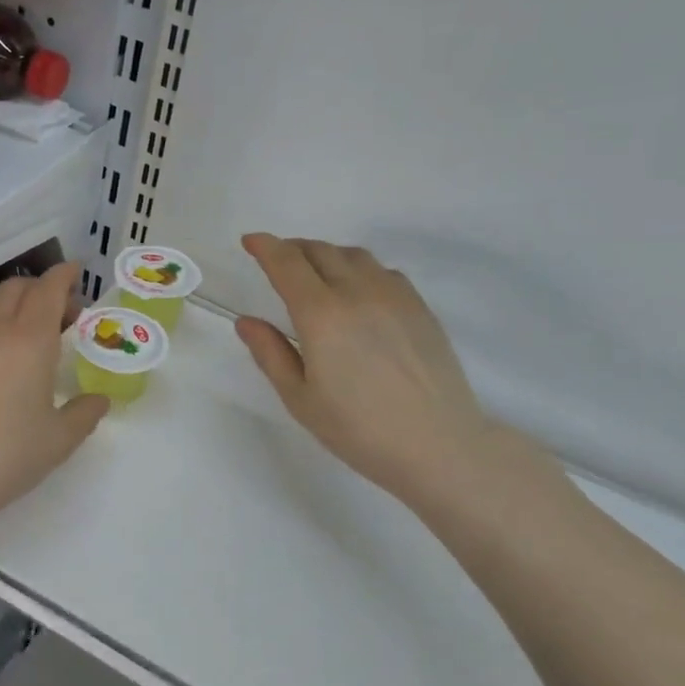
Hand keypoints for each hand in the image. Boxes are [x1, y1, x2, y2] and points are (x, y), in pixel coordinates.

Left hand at [0, 262, 107, 531]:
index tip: (77, 271)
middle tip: (65, 313)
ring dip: (18, 309)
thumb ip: (84, 414)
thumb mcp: (58, 440)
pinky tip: (5, 363)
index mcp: (30, 341)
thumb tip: (99, 400)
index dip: (64, 276)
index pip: (48, 290)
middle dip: (41, 288)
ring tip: (37, 339)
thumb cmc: (7, 455)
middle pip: (16, 289)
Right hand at [235, 233, 499, 508]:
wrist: (438, 445)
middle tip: (276, 260)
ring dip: (326, 255)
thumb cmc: (358, 429)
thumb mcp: (300, 399)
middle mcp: (357, 293)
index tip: (250, 241)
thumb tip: (246, 321)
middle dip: (292, 249)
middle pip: (320, 251)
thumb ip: (270, 354)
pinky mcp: (420, 307)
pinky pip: (383, 271)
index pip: (287, 263)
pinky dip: (359, 269)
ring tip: (314, 272)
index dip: (265, 247)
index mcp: (321, 315)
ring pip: (354, 255)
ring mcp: (395, 296)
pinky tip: (357, 291)